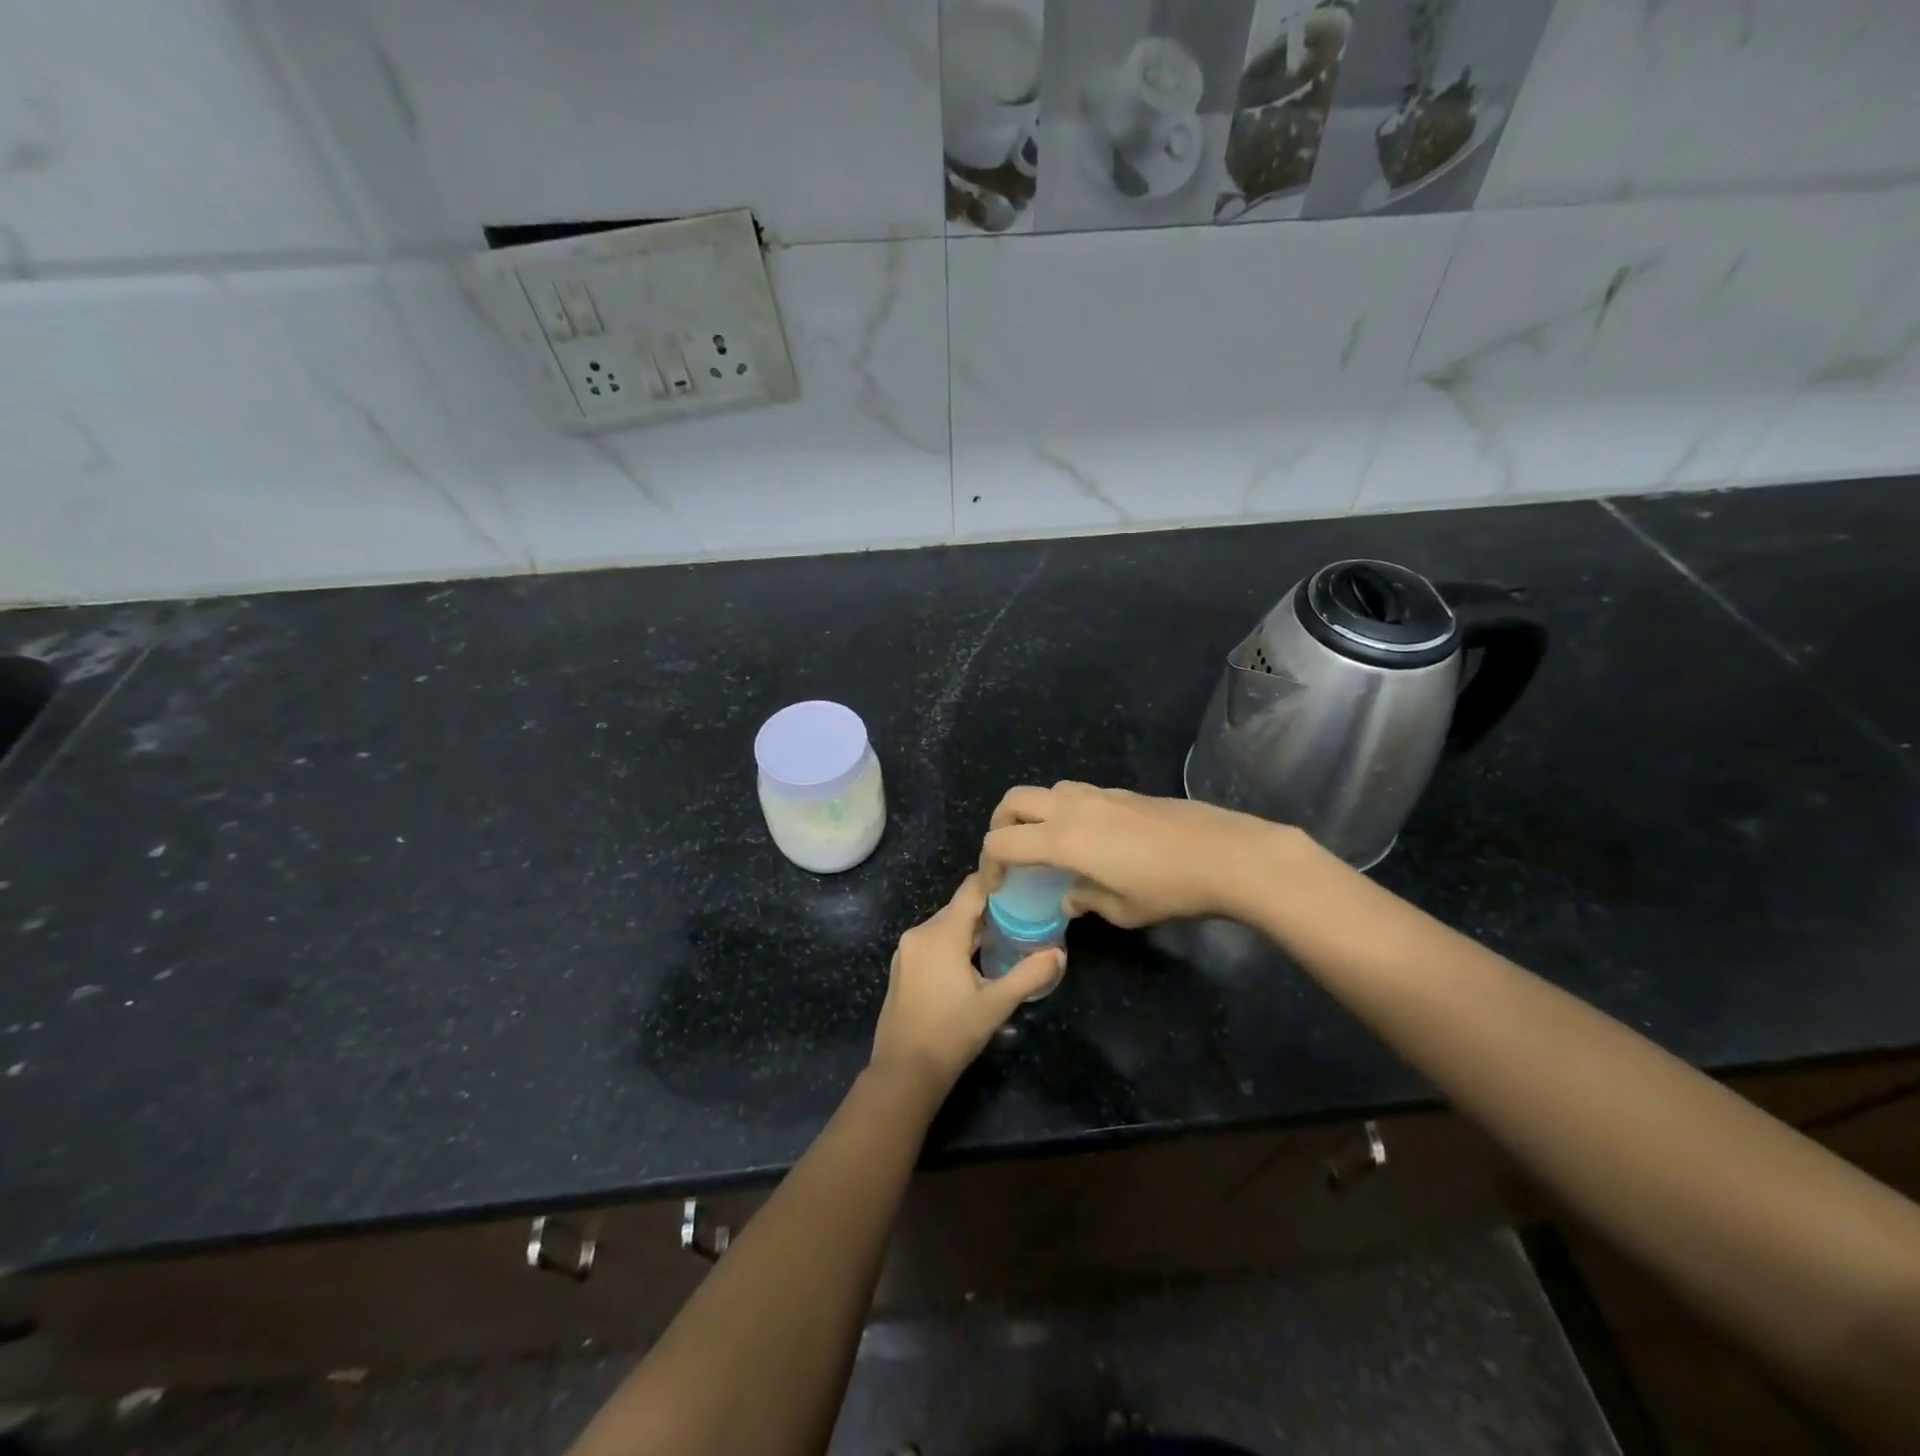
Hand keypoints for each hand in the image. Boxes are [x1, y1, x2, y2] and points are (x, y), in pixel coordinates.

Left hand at [868, 873, 1061, 1102]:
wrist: (904, 1072)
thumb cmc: (951, 1034)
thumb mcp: (996, 1004)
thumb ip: (1030, 974)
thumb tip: (1059, 953)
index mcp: (941, 933)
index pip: (971, 889)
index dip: (997, 881)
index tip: (1024, 882)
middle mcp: (919, 932)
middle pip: (960, 907)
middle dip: (990, 909)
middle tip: (1024, 915)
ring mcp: (907, 950)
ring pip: (947, 925)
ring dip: (973, 929)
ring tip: (1006, 937)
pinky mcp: (903, 966)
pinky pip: (934, 941)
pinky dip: (956, 943)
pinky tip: (976, 960)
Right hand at [981, 781, 1300, 927]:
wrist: (1226, 854)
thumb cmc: (1170, 890)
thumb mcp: (1122, 910)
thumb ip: (1085, 900)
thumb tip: (1069, 895)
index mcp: (1064, 840)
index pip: (1002, 842)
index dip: (989, 865)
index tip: (997, 886)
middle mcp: (1073, 808)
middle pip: (1014, 800)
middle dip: (1000, 825)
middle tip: (1009, 854)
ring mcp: (1099, 795)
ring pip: (1046, 791)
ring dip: (1034, 813)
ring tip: (1047, 844)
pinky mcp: (1122, 793)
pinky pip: (1076, 794)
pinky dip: (1064, 810)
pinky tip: (1088, 838)